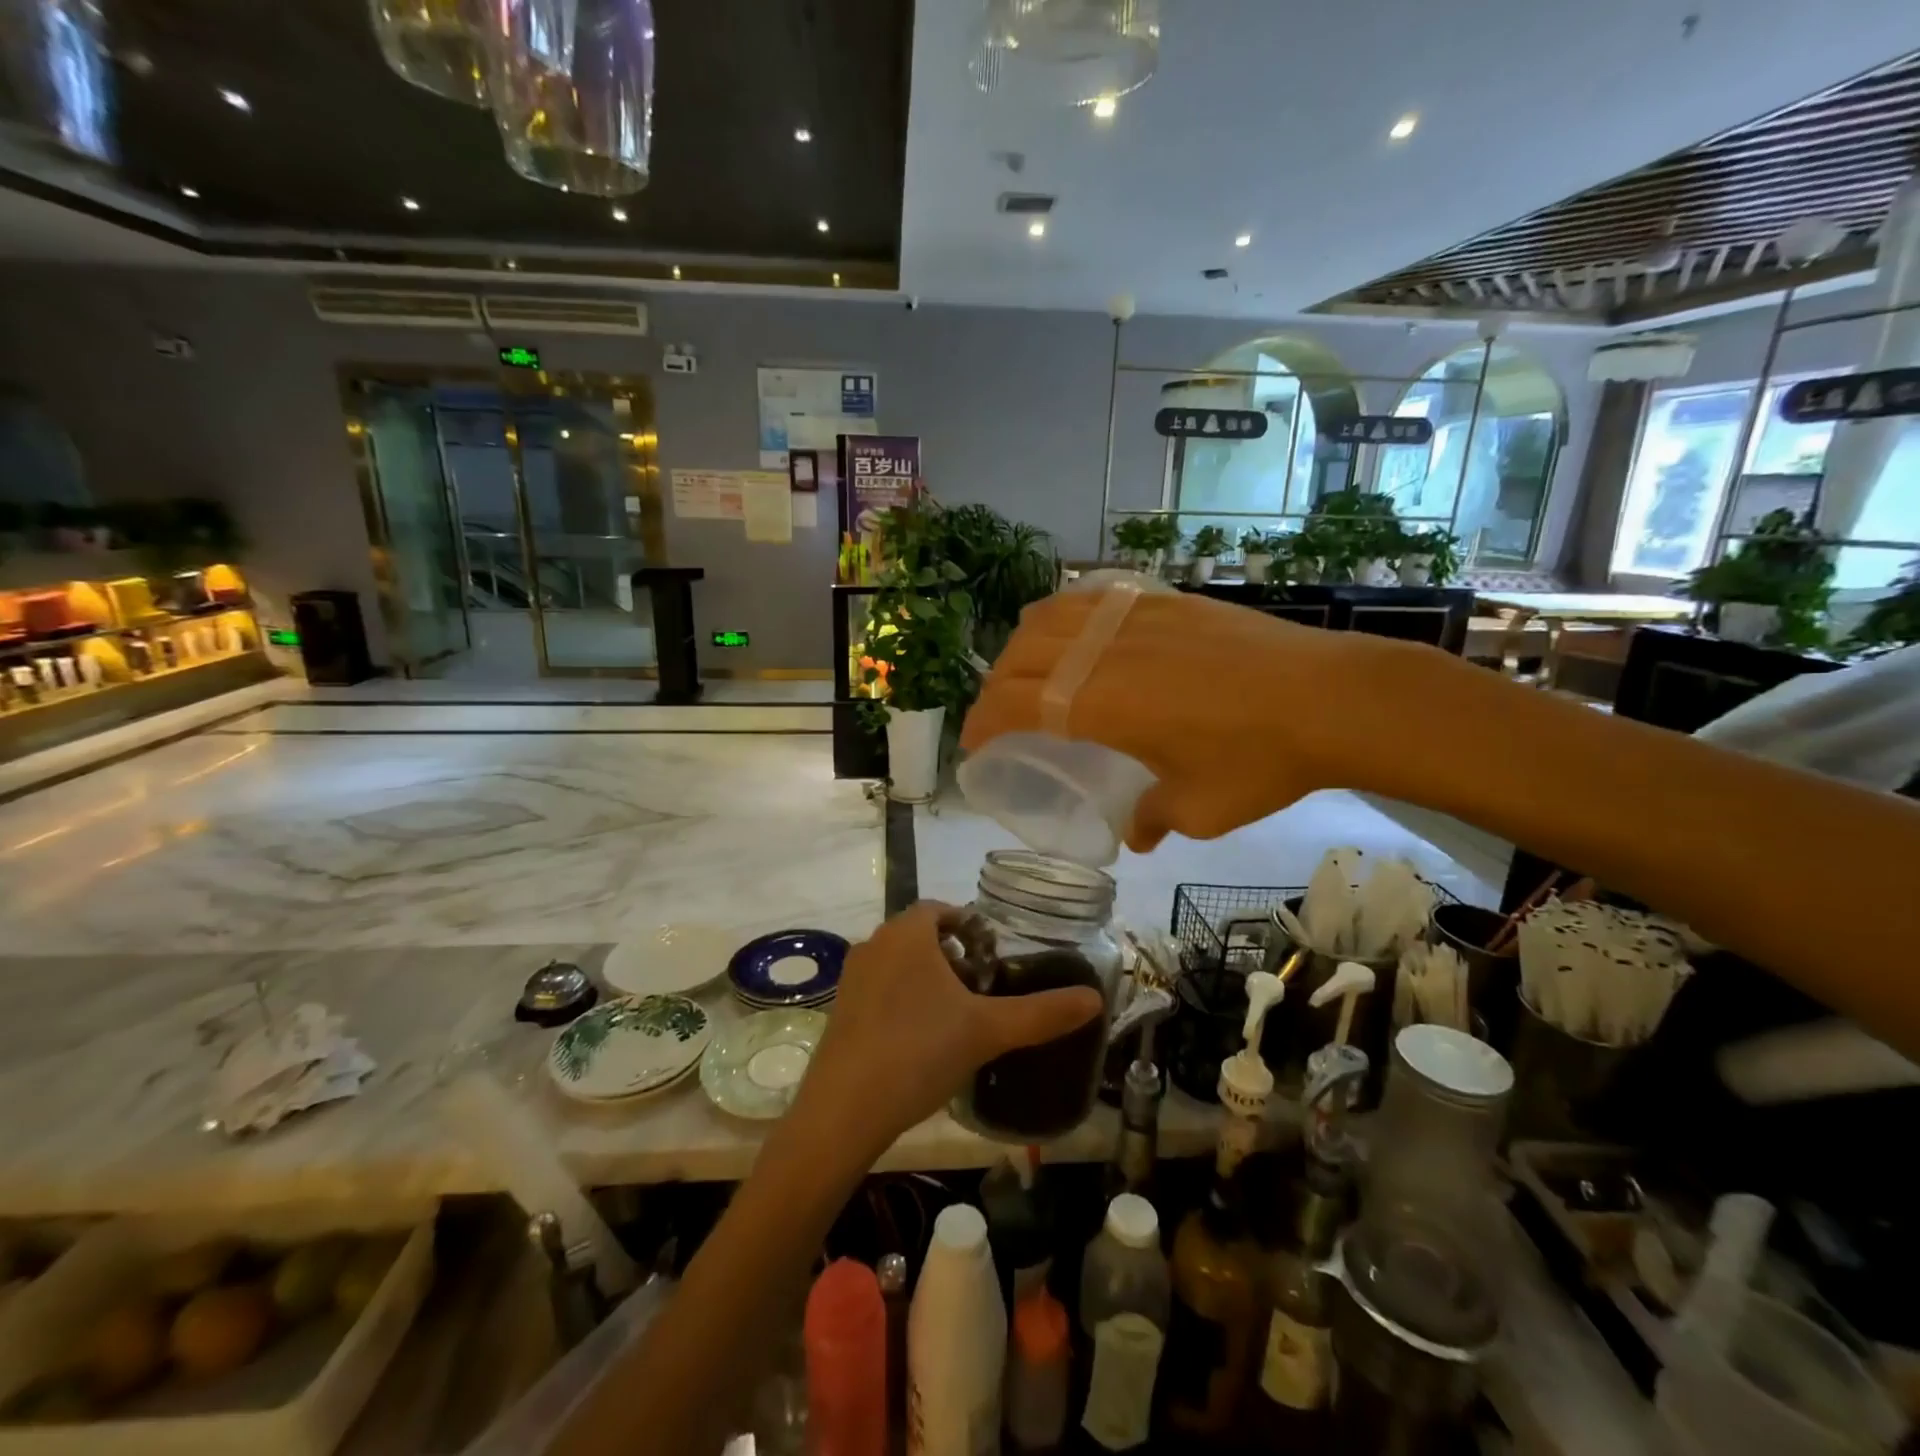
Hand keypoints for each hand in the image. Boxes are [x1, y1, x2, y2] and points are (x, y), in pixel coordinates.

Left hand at [793, 903, 1102, 1163]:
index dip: (969, 926)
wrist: (844, 1110)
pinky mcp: (839, 1010)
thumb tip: (1095, 1000)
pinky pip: (879, 989)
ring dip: (927, 977)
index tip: (993, 955)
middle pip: (920, 935)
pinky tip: (920, 1040)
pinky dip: (903, 999)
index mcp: (907, 933)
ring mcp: (851, 977)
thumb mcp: (988, 1030)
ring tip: (955, 1015)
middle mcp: (874, 944)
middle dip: (952, 954)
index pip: (941, 910)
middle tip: (981, 987)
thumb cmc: (920, 1051)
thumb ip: (1043, 1013)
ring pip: (898, 962)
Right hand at [961, 588, 1396, 850]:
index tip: (974, 746)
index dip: (982, 723)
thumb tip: (1138, 832)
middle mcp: (1101, 650)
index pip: (1012, 703)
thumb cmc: (1258, 759)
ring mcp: (1132, 617)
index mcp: (1097, 702)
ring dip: (1023, 646)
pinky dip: (1064, 616)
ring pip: (1049, 617)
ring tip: (1027, 671)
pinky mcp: (1163, 600)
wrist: (1329, 697)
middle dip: (994, 688)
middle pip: (1019, 657)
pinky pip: (1091, 597)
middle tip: (999, 717)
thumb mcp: (1200, 809)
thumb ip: (1154, 818)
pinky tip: (1077, 634)